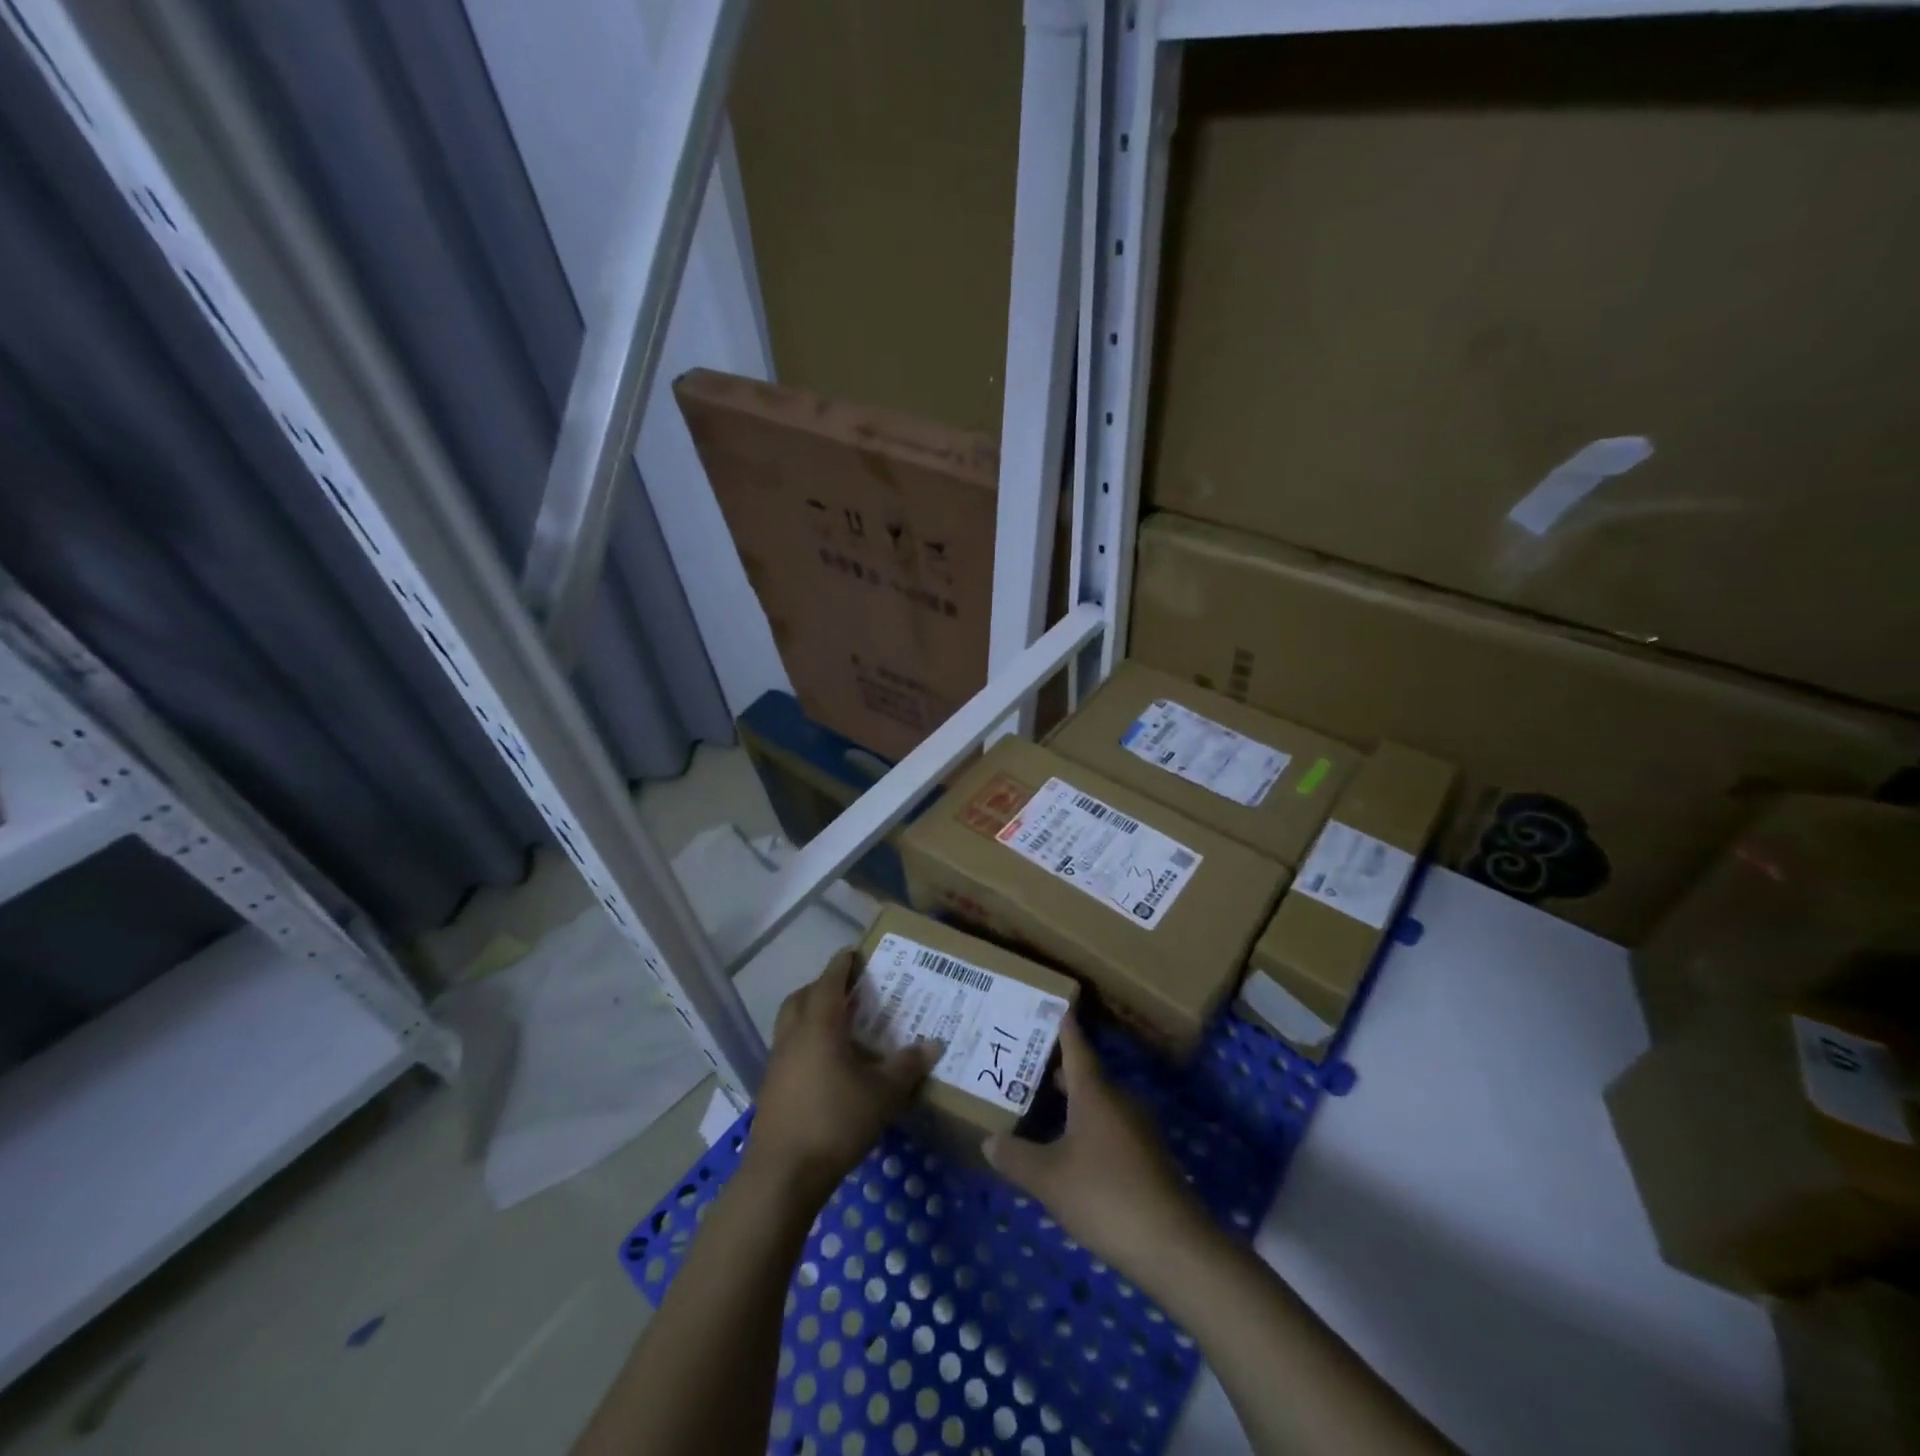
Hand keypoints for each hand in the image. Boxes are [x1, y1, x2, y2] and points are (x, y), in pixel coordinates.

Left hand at [743, 949, 940, 1203]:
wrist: (783, 1174)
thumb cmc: (835, 1121)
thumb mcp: (882, 1094)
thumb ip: (907, 1066)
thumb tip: (934, 1044)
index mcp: (819, 1025)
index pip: (829, 982)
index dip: (842, 964)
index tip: (854, 952)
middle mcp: (794, 1036)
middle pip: (802, 997)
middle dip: (823, 987)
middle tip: (849, 990)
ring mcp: (777, 1062)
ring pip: (791, 1023)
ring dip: (811, 1014)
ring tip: (841, 1026)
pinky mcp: (771, 1088)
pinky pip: (789, 1049)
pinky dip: (806, 1043)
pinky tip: (828, 1065)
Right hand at [983, 1015, 1206, 1271]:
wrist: (1173, 1246)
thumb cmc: (1105, 1195)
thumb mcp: (1049, 1179)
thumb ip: (1016, 1157)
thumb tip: (989, 1141)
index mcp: (1095, 1093)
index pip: (1076, 1047)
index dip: (1064, 1027)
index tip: (1054, 1005)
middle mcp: (1119, 1101)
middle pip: (1086, 1076)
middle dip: (1057, 1070)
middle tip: (1024, 1065)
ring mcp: (1138, 1130)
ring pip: (1099, 1104)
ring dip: (1072, 1103)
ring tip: (1039, 1108)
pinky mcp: (1147, 1159)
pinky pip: (1110, 1129)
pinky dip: (1087, 1129)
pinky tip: (1069, 1151)